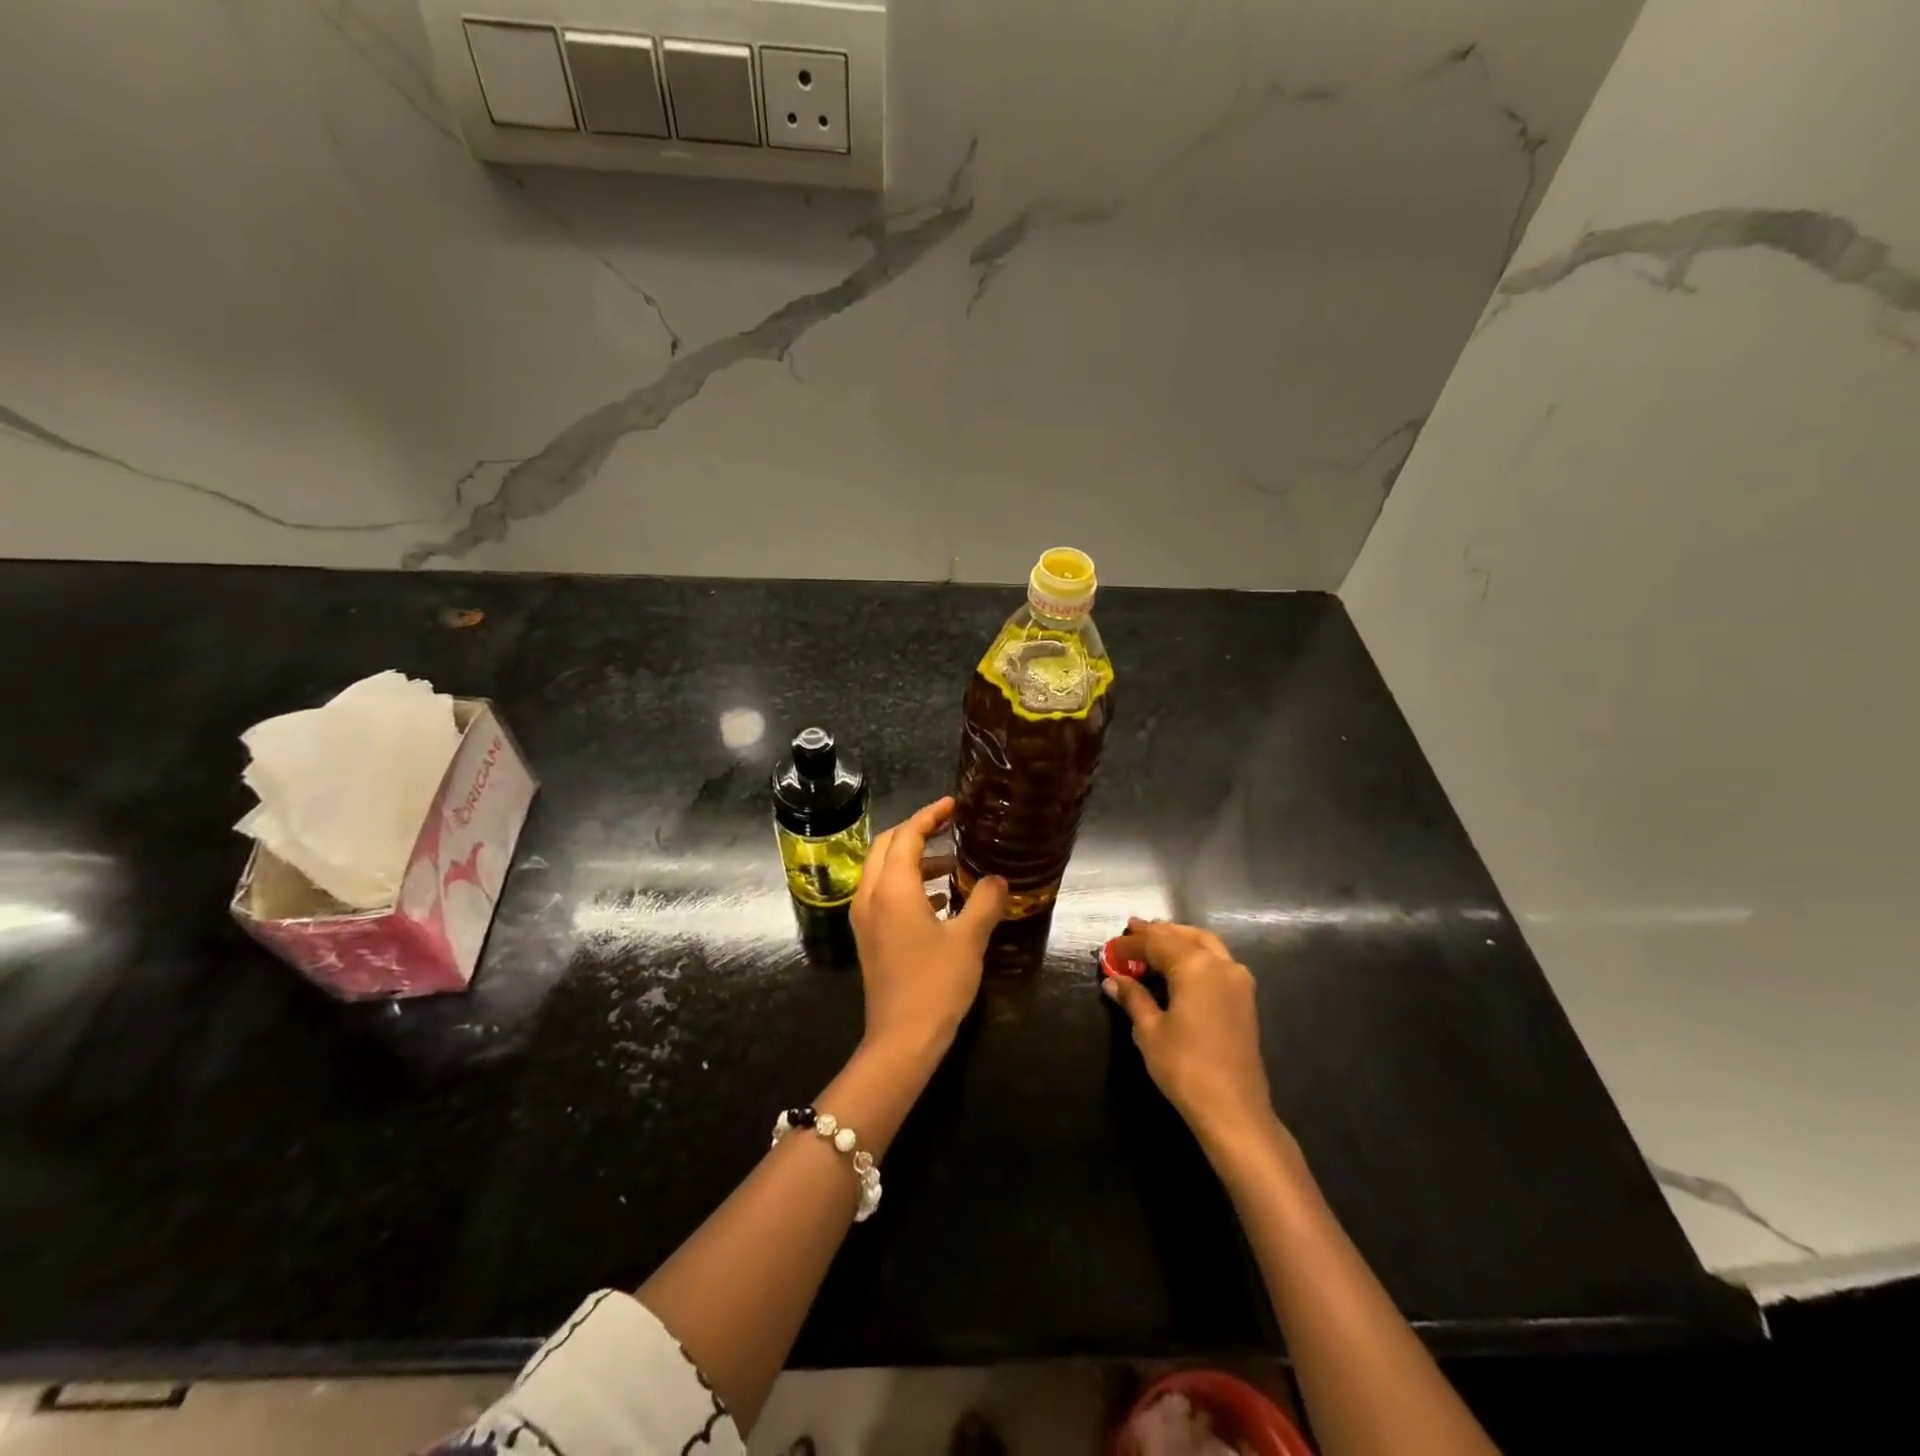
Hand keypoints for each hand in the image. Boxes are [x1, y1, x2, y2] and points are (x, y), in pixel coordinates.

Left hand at [850, 798, 1007, 1056]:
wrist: (901, 1040)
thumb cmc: (936, 984)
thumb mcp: (969, 940)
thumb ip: (985, 902)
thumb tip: (998, 880)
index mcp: (892, 889)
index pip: (906, 835)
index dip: (929, 816)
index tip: (953, 804)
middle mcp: (870, 896)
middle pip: (886, 846)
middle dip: (915, 832)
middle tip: (949, 827)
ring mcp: (865, 918)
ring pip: (883, 871)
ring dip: (913, 861)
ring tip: (951, 865)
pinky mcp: (869, 937)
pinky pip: (884, 894)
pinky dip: (908, 885)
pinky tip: (940, 900)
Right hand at [1104, 918, 1276, 1149]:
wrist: (1234, 1110)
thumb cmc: (1186, 1068)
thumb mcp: (1150, 1031)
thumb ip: (1133, 998)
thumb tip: (1113, 980)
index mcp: (1195, 966)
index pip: (1155, 943)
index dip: (1129, 944)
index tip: (1108, 949)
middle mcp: (1220, 963)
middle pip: (1182, 937)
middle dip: (1155, 933)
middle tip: (1131, 930)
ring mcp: (1238, 979)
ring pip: (1205, 943)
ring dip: (1178, 939)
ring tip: (1154, 940)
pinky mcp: (1245, 997)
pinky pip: (1217, 960)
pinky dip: (1195, 953)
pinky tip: (1180, 964)